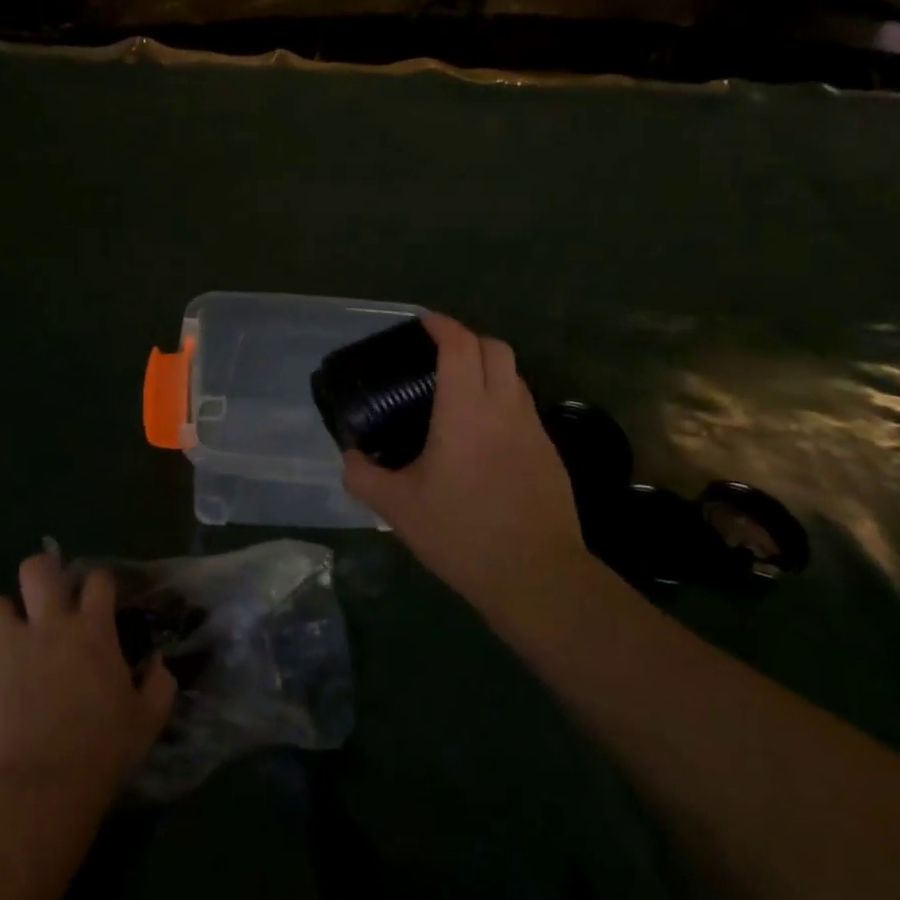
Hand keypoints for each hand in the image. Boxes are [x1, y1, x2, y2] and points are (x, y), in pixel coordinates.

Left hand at [0, 551, 176, 809]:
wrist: (38, 793)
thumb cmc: (101, 751)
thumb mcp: (148, 720)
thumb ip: (159, 684)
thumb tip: (158, 664)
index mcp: (92, 630)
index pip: (98, 579)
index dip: (100, 584)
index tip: (101, 599)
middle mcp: (48, 628)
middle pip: (36, 570)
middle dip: (41, 571)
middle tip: (47, 592)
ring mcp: (9, 652)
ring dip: (6, 619)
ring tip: (15, 640)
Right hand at [343, 313, 590, 624]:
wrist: (537, 577)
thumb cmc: (463, 534)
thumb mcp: (399, 508)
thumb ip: (365, 476)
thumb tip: (350, 457)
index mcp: (466, 411)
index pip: (460, 346)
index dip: (442, 325)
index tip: (424, 322)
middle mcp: (504, 409)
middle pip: (495, 348)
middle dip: (468, 339)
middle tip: (440, 354)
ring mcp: (533, 430)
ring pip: (515, 377)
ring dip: (489, 369)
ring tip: (460, 392)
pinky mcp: (550, 454)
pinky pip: (524, 408)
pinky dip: (503, 401)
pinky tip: (483, 436)